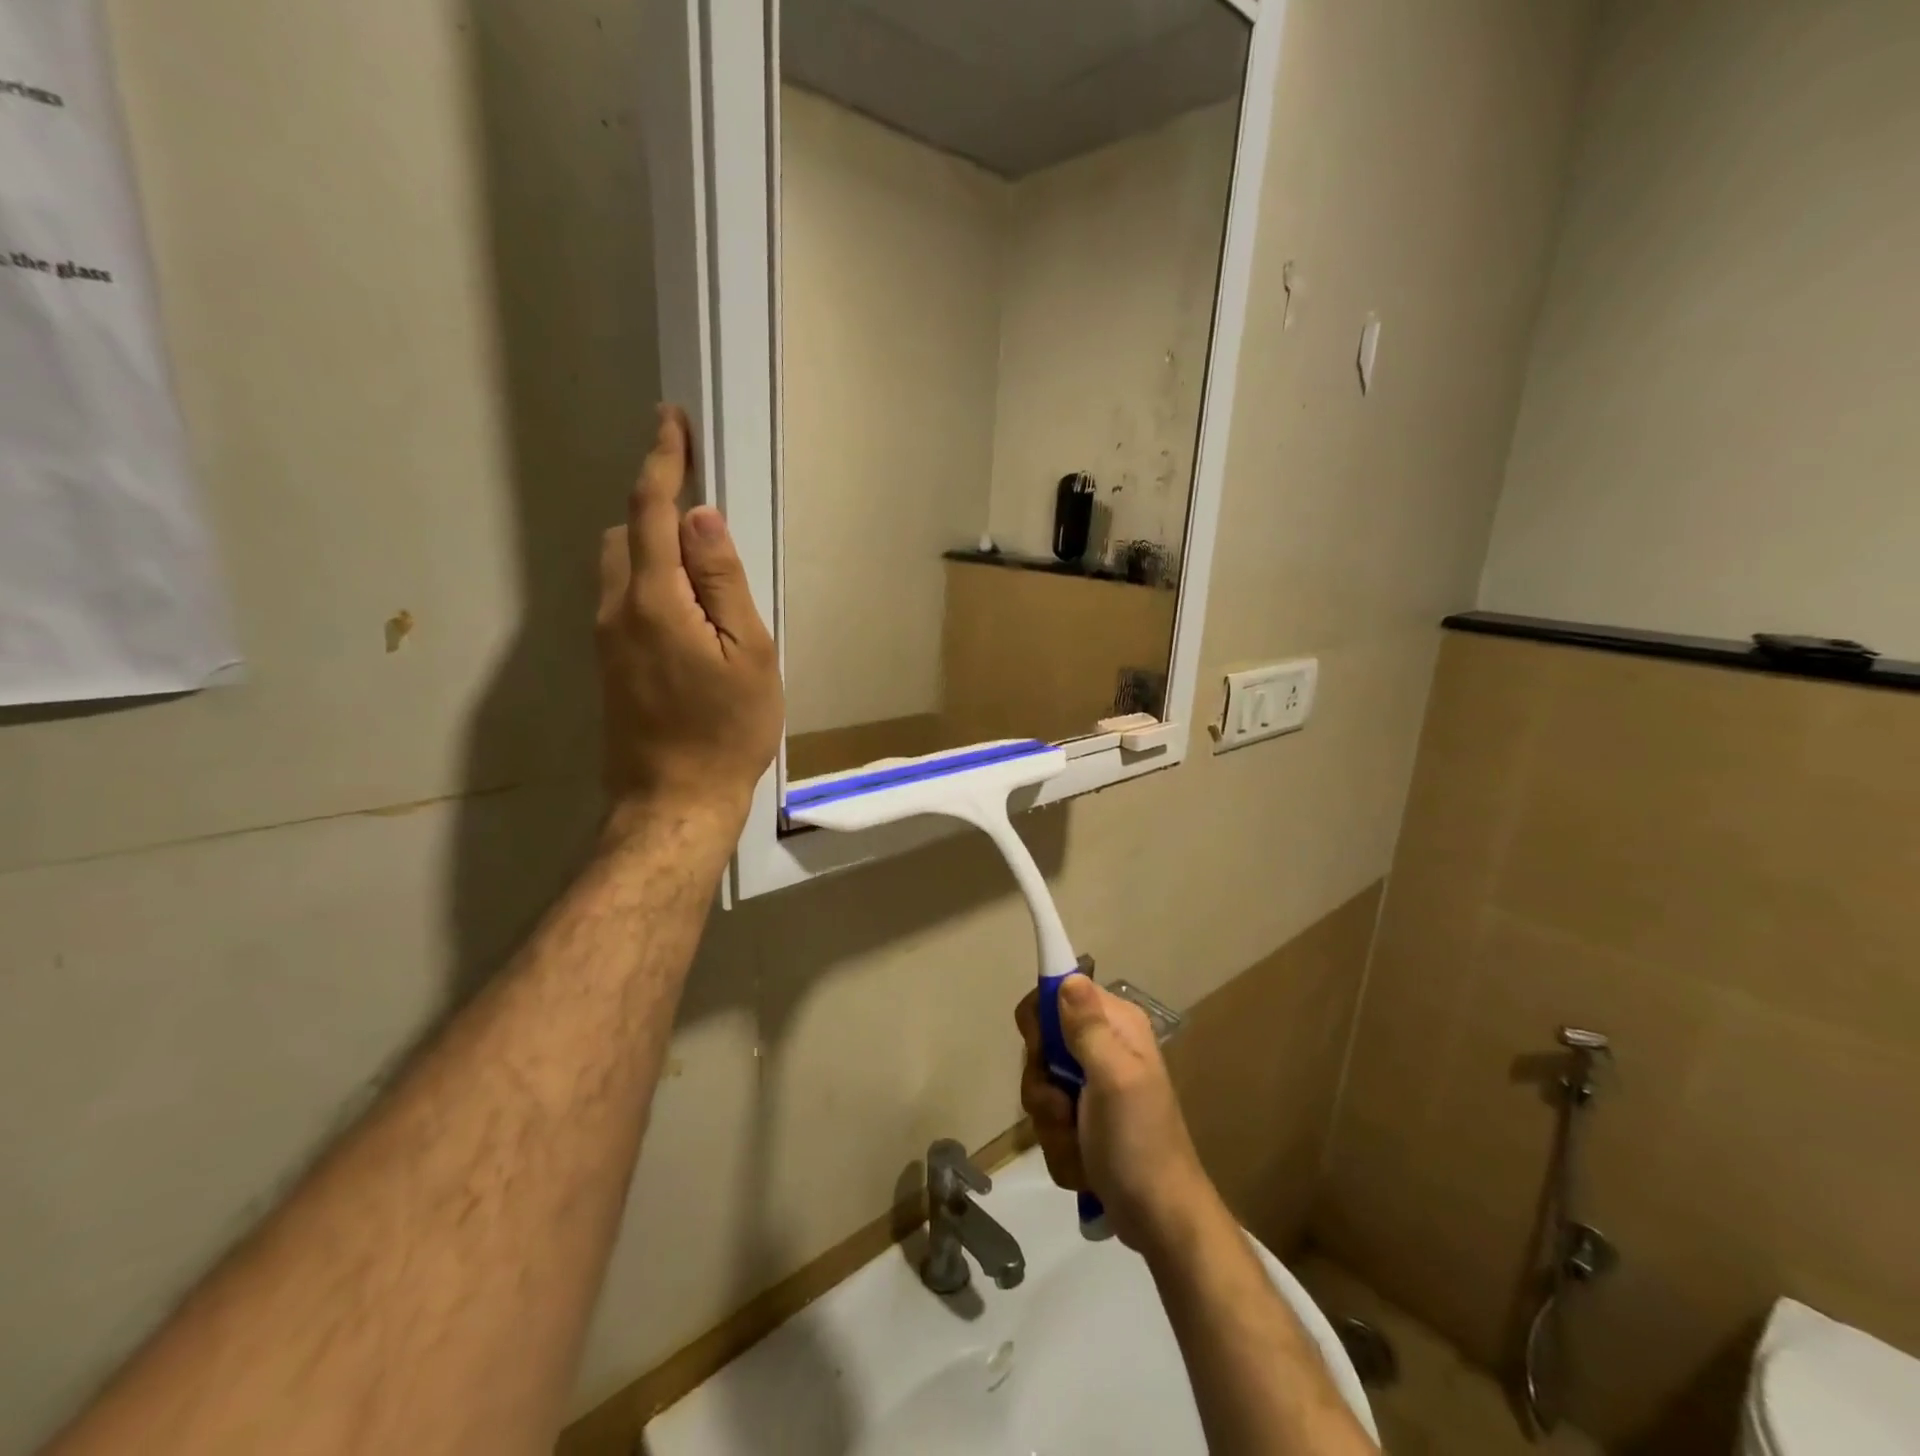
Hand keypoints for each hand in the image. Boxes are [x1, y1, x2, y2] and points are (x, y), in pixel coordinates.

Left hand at [597, 405, 782, 834]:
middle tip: (707, 526)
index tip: (670, 421)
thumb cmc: (727, 731)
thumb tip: (701, 519)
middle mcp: (616, 609)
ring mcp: (605, 639)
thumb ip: (723, 582)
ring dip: (654, 551)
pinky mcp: (607, 664)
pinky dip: (650, 585)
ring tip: (705, 581)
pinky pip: (622, 600)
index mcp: (655, 600)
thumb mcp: (748, 654)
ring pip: (620, 567)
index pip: (653, 511)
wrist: (674, 801)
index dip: (662, 460)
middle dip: (658, 510)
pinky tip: (688, 618)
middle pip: (627, 533)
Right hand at [1016, 976, 1216, 1253]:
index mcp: (1116, 1024)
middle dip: (1043, 1084)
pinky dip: (1060, 1145)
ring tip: (1078, 1142)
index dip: (1040, 1021)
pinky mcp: (1084, 1120)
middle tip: (1065, 1106)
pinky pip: (1048, 1121)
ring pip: (1040, 1087)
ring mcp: (1092, 1086)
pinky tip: (1083, 1163)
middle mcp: (1103, 1046)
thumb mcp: (1115, 1078)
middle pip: (1041, 1044)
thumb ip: (1088, 1027)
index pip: (1056, 992)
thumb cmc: (1139, 1142)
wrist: (1161, 1221)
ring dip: (1050, 1123)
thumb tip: (1069, 977)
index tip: (1043, 1052)